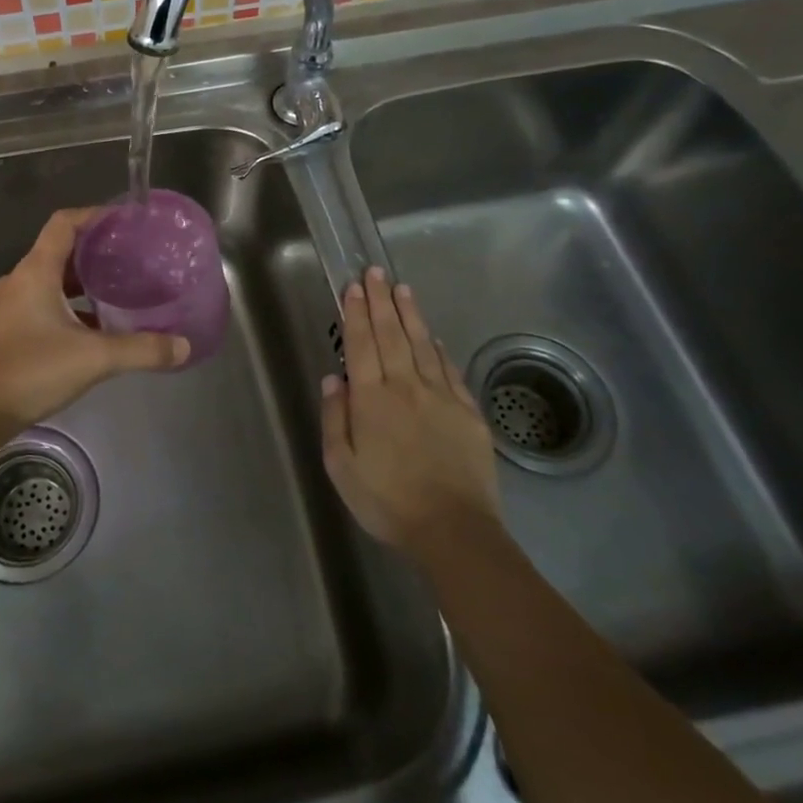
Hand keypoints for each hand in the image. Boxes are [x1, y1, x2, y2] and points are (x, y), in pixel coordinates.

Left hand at [0, 208, 189, 431]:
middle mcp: (22, 280)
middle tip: (133, 256)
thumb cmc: (31, 370)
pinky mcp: (12, 328)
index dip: (94, 215)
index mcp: (36, 271)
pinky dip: (72, 305)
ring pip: (54, 279)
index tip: (126, 221)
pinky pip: (46, 302)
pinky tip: (98, 325)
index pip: (64, 223)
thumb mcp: (94, 358)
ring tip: (121, 287)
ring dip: (84, 280)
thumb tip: (183, 346)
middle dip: (96, 250)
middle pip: (61, 249)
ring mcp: (13, 305)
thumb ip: (141, 350)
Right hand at [320, 267, 501, 555]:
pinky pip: (449, 371)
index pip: (362, 344)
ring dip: (410, 314)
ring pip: (422, 345)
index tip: (354, 287)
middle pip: (392, 334)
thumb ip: (335, 418)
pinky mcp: (468, 412)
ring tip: (402, 289)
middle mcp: (406, 387)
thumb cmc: (387, 501)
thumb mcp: (341, 466)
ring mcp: (441, 397)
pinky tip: (433, 337)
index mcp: (372, 399)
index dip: (357, 312)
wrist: (454, 530)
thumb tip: (334, 378)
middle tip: (375, 271)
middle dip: (381, 300)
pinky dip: (438, 349)